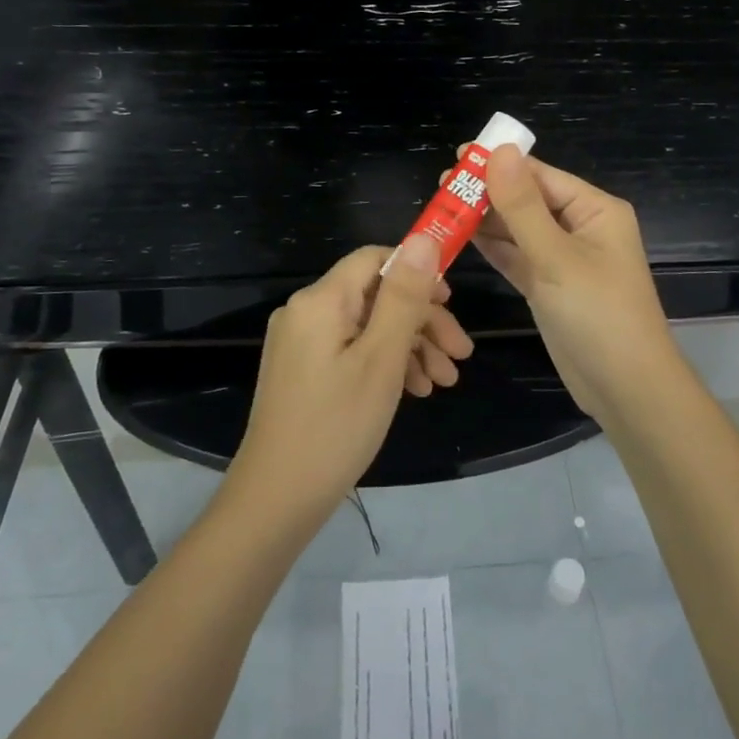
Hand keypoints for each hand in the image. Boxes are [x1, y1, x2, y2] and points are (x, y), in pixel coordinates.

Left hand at [228, 237, 469, 517]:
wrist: (277, 500)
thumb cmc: (336, 426)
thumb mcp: (382, 359)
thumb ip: (404, 296)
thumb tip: (423, 238)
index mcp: (321, 300)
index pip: (376, 258)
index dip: (418, 272)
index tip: (452, 303)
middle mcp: (307, 311)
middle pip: (376, 295)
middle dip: (422, 321)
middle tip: (461, 356)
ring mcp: (302, 342)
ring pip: (368, 326)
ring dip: (410, 346)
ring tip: (444, 382)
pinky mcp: (303, 369)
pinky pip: (352, 350)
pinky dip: (385, 364)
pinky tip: (414, 390)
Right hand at [459, 145, 684, 424]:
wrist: (625, 389)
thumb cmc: (598, 315)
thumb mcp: (557, 257)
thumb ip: (522, 206)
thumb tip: (499, 150)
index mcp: (595, 210)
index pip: (541, 175)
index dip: (500, 163)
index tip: (457, 155)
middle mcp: (580, 228)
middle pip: (528, 200)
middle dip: (488, 192)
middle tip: (441, 185)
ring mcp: (564, 259)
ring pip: (518, 230)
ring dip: (485, 220)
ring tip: (442, 207)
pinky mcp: (549, 286)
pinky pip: (517, 257)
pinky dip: (492, 248)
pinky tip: (461, 236)